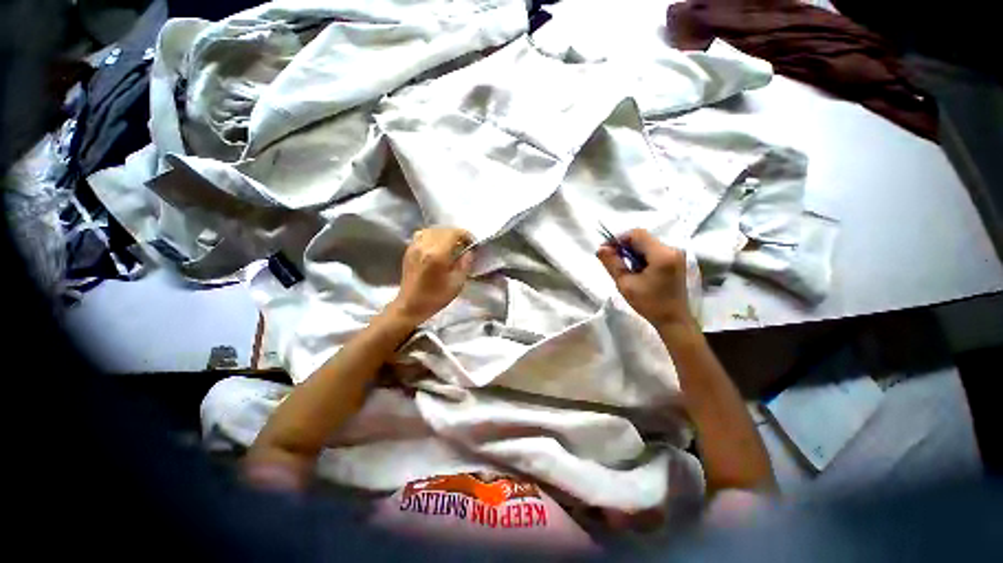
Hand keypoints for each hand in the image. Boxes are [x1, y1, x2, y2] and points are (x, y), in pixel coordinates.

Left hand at [389, 227, 473, 324]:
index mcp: (438, 254)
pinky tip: (437, 247)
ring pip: (433, 230)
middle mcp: (424, 246)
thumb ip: (465, 264)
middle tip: (464, 245)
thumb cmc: (435, 297)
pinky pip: (422, 234)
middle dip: (456, 235)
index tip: (472, 244)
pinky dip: (433, 236)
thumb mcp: (457, 283)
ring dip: (444, 234)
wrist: (410, 306)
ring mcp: (415, 246)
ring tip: (451, 245)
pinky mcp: (409, 250)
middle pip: (444, 230)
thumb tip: (469, 251)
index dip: (466, 235)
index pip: (454, 233)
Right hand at [597, 229, 694, 332]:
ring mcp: (675, 255)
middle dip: (624, 245)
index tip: (606, 250)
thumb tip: (600, 248)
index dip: (618, 238)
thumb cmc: (649, 303)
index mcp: (661, 254)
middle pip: (643, 238)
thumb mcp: (625, 284)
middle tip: (610, 258)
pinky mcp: (675, 261)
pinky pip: (654, 251)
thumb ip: (612, 263)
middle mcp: (671, 249)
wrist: (673, 320)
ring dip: (632, 251)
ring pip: (647, 244)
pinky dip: (641, 256)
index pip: (637, 234)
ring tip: (621, 265)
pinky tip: (634, 269)